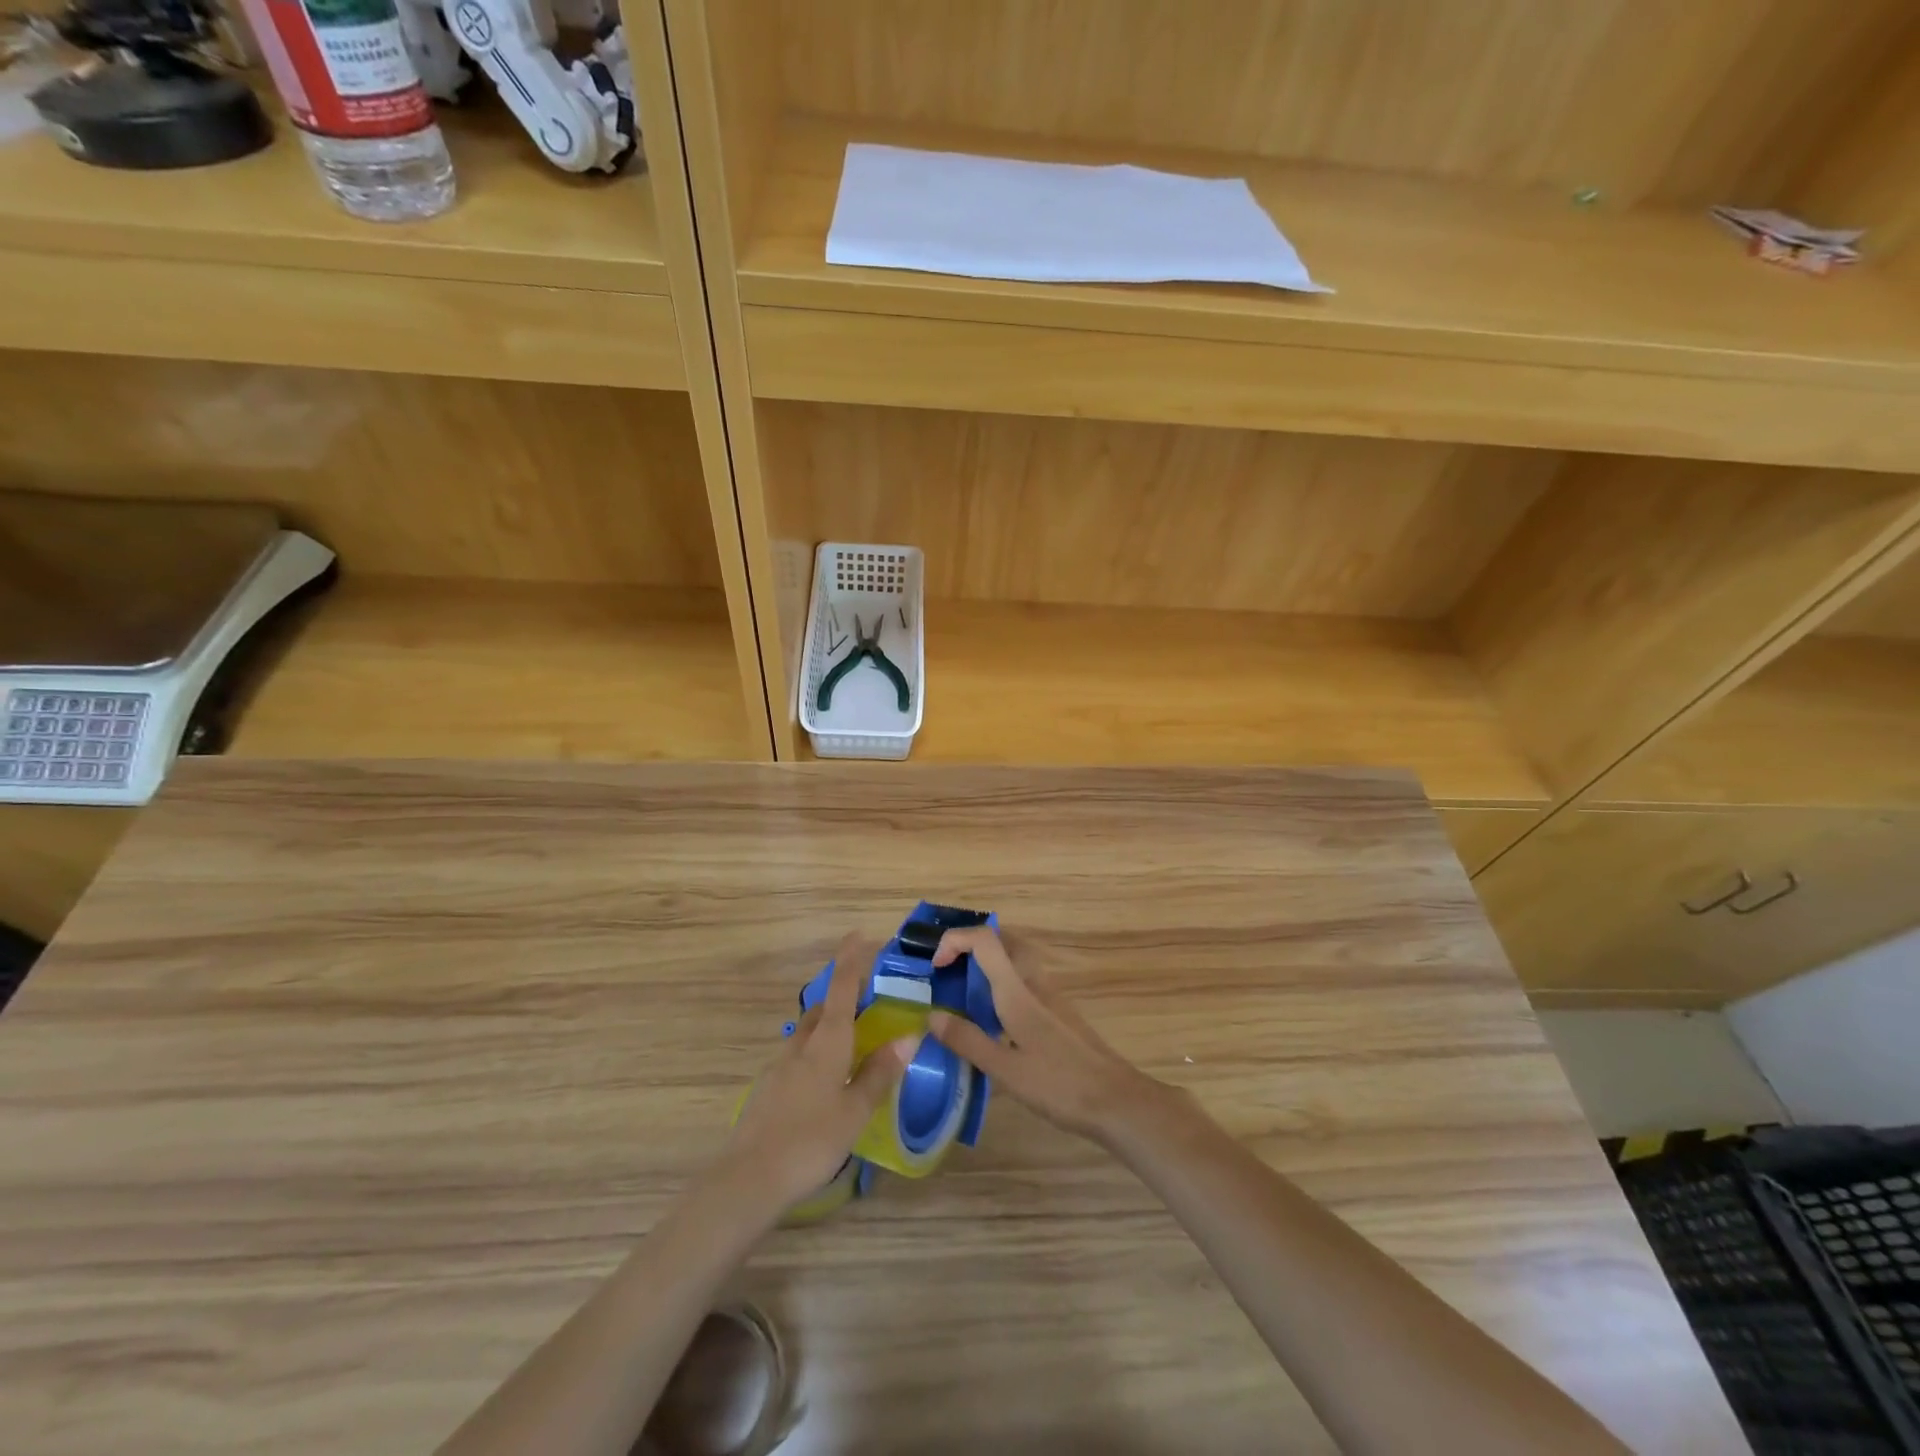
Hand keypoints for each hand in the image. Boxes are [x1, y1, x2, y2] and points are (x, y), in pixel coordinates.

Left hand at [718, 933, 917, 1212]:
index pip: (841, 989)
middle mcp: (802, 1045)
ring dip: (829, 1026)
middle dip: (842, 996)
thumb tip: (907, 1037)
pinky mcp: (769, 1089)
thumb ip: (879, 1073)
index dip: (851, 961)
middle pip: (823, 1008)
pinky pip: (798, 1057)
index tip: (859, 936)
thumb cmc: (810, 1140)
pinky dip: (817, 1053)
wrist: (748, 1178)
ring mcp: (780, 1067)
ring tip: (852, 1041)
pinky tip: (826, 1081)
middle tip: (867, 1000)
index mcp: (827, 1043)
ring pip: (808, 1033)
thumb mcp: (855, 1110)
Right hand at [927, 927, 1164, 1145]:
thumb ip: (968, 1041)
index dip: (956, 940)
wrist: (1116, 1100)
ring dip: (988, 963)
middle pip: (1004, 939)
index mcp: (1018, 991)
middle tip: (950, 970)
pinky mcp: (1059, 1012)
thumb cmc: (1059, 1085)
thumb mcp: (1006, 1071)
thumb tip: (932, 1016)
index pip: (985, 940)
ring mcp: (1051, 996)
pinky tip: (994, 1020)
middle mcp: (1034, 983)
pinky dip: (1003, 984)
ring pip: (1016, 959)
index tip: (936, 966)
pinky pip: (1025, 980)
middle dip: (972, 944)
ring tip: (965, 994)